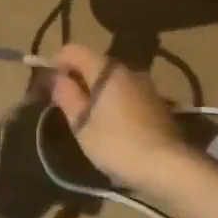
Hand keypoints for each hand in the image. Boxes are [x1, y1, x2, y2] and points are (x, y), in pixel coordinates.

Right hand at [48, 44, 194, 189]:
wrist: (167, 166)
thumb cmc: (117, 144)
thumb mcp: (82, 124)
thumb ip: (67, 96)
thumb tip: (56, 78)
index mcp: (107, 70)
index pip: (74, 50)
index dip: (57, 62)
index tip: (50, 86)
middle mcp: (128, 70)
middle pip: (95, 63)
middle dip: (77, 78)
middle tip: (65, 105)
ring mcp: (146, 85)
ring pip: (112, 79)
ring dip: (96, 91)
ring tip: (87, 118)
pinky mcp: (157, 102)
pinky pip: (127, 92)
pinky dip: (113, 101)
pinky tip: (112, 126)